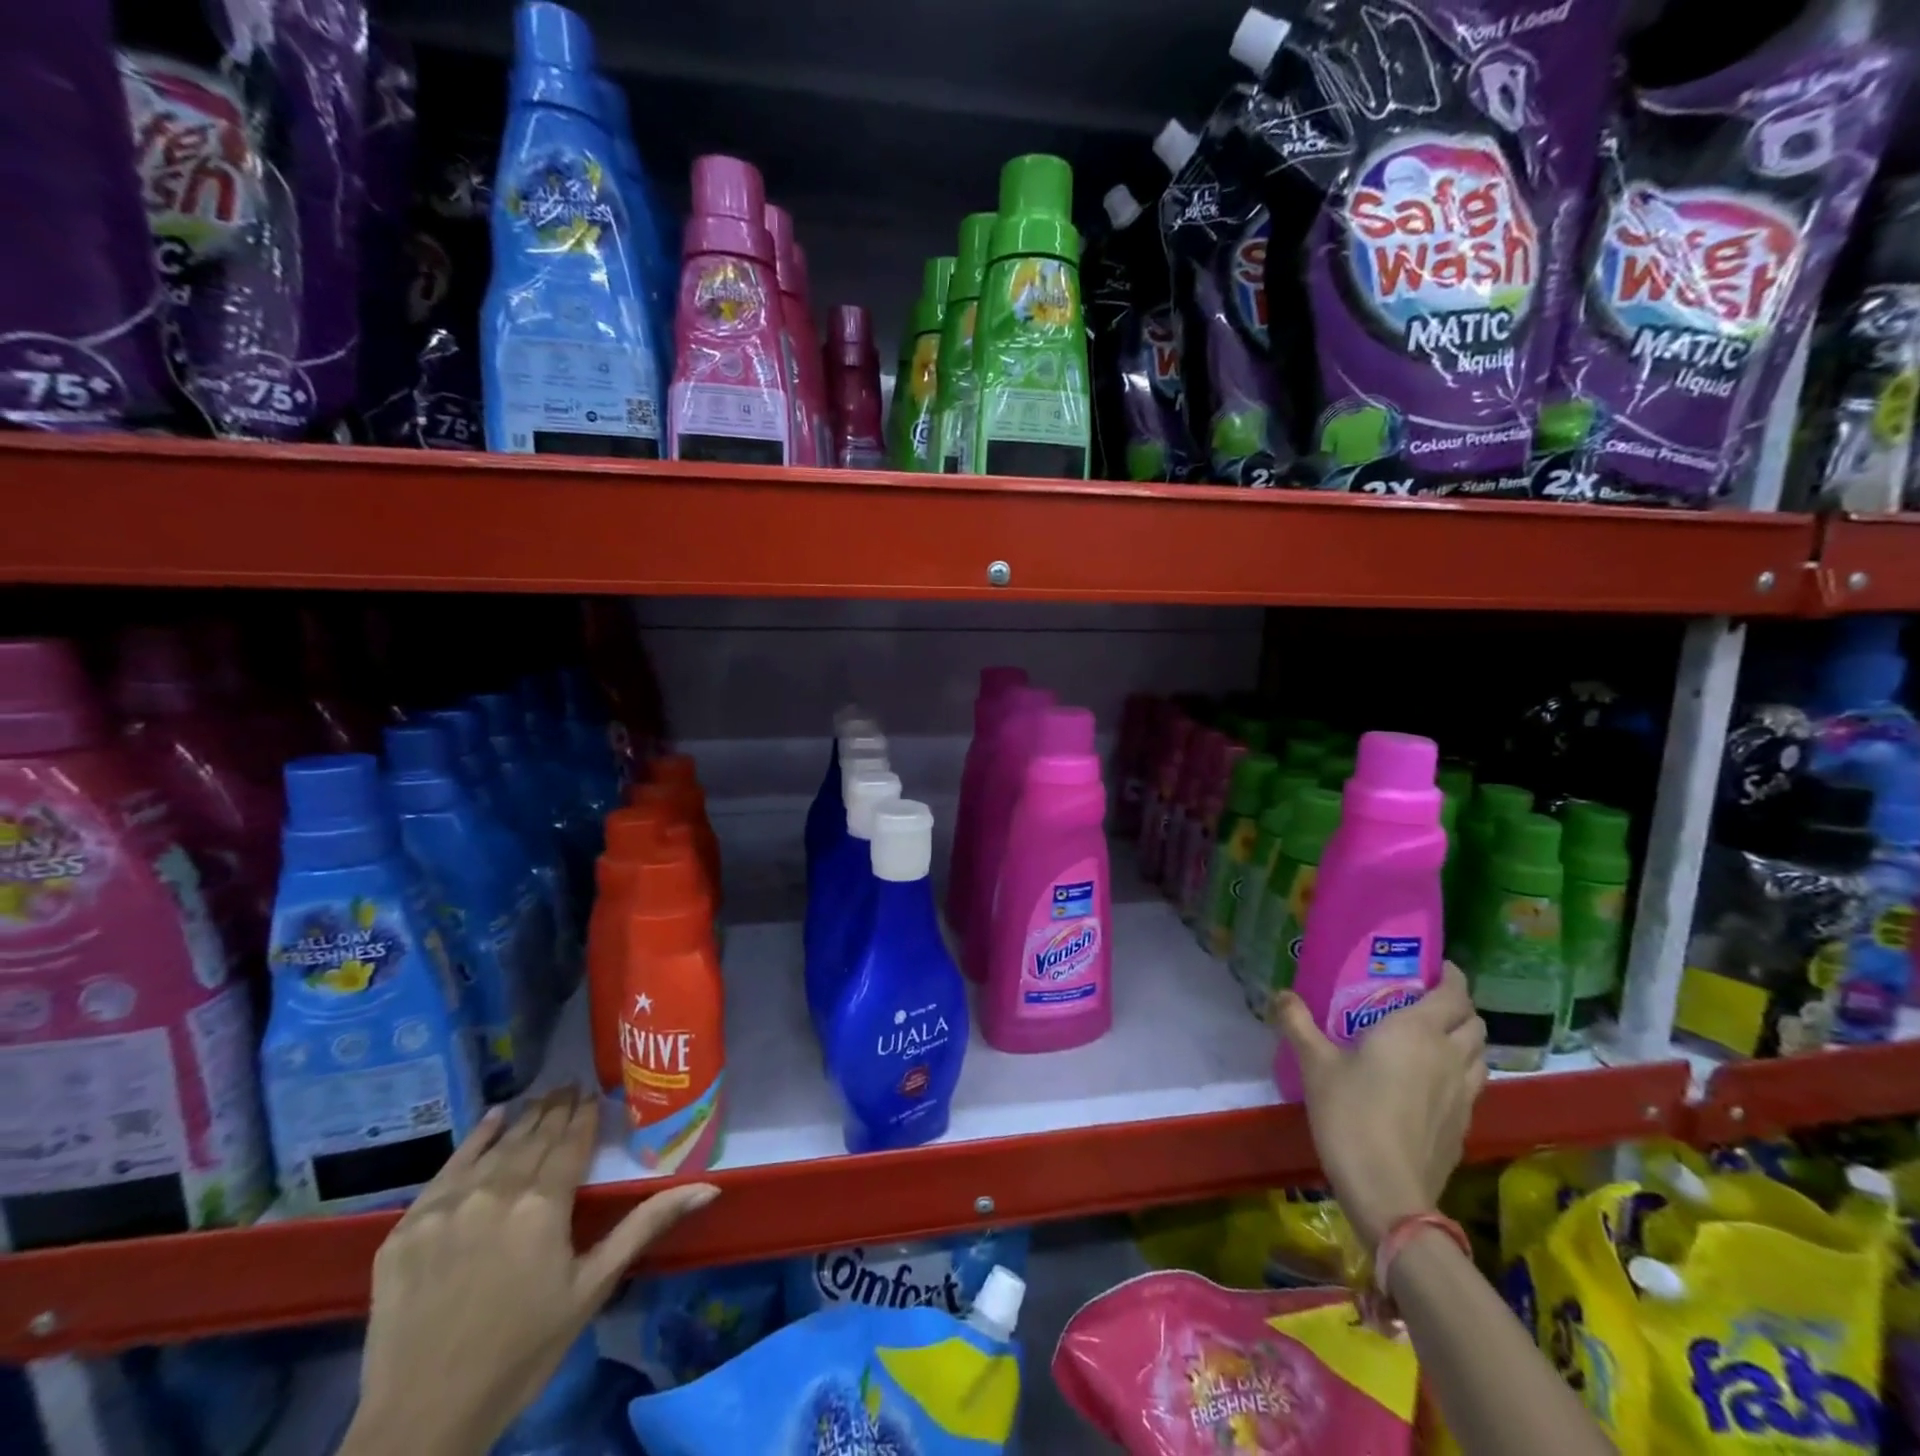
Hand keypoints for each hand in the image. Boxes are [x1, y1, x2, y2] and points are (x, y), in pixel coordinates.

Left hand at [341, 1089, 719, 1455]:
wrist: (421, 1421)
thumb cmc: (521, 1352)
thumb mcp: (592, 1288)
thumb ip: (646, 1225)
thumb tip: (709, 1186)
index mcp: (543, 1205)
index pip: (571, 1142)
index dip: (585, 1115)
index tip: (594, 1092)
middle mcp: (496, 1192)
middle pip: (535, 1138)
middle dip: (556, 1110)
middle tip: (571, 1086)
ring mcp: (447, 1207)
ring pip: (496, 1148)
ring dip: (524, 1120)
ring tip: (543, 1097)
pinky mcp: (407, 1227)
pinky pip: (448, 1168)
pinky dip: (475, 1139)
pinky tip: (494, 1118)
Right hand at [1276, 963, 1487, 1248]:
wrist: (1387, 1190)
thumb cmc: (1350, 1114)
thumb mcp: (1314, 1064)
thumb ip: (1298, 1023)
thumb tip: (1279, 994)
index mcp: (1416, 1031)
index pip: (1453, 994)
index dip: (1451, 977)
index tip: (1436, 968)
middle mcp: (1448, 1055)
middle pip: (1474, 1022)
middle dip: (1458, 1007)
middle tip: (1427, 1002)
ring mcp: (1462, 1093)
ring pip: (1480, 1054)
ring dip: (1465, 1040)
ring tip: (1435, 1039)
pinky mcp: (1464, 1124)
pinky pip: (1473, 1084)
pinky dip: (1461, 1071)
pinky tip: (1433, 1082)